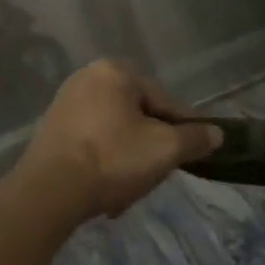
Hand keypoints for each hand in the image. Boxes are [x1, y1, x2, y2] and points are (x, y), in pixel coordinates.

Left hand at [17, 61, 221, 219]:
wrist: (48, 192)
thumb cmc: (112, 159)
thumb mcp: (165, 149)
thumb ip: (195, 138)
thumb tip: (216, 134)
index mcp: (115, 71)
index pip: (164, 100)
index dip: (184, 128)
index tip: (196, 152)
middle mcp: (87, 78)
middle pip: (138, 116)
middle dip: (150, 147)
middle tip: (158, 174)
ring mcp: (64, 104)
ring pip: (114, 133)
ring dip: (128, 159)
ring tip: (132, 190)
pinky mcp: (50, 131)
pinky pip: (91, 144)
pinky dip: (103, 163)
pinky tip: (107, 191)